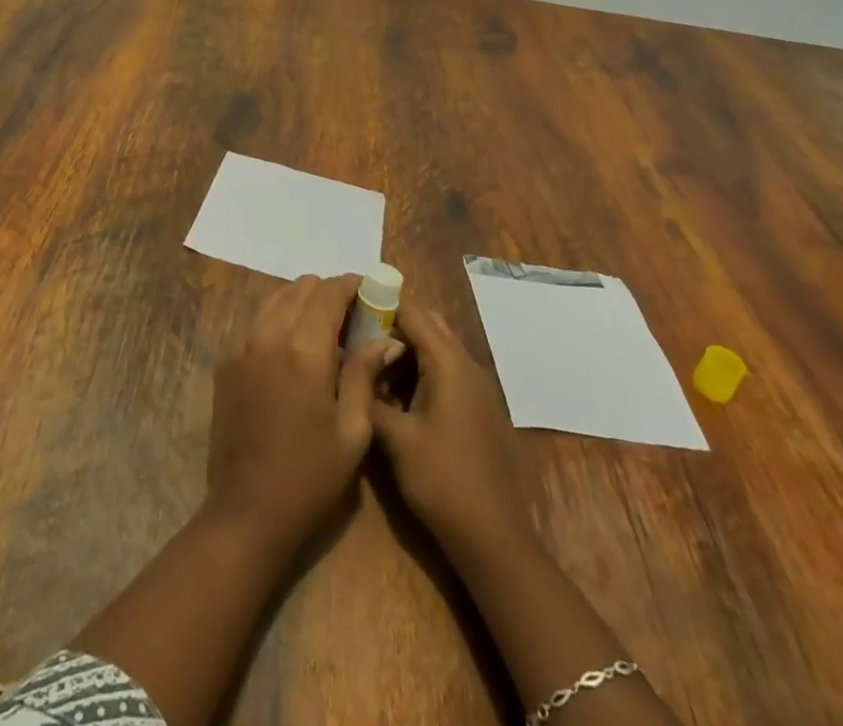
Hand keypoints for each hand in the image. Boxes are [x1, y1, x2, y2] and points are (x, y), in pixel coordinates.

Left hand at [205, 274, 400, 551]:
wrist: (247, 512)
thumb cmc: (311, 476)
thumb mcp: (353, 430)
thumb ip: (365, 373)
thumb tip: (386, 339)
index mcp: (304, 347)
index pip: (330, 290)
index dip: (353, 285)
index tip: (372, 294)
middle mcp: (269, 334)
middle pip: (301, 286)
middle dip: (329, 293)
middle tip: (351, 319)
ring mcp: (242, 345)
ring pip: (276, 299)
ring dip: (303, 303)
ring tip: (324, 333)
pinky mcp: (227, 362)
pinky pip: (257, 322)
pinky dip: (279, 321)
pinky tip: (293, 353)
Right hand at [372, 303, 533, 561]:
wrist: (495, 540)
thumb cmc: (442, 482)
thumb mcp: (394, 439)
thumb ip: (369, 394)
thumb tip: (347, 366)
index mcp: (449, 363)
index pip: (412, 310)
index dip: (379, 302)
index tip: (347, 305)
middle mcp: (467, 364)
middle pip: (427, 323)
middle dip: (391, 322)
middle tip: (354, 333)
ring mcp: (476, 387)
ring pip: (436, 348)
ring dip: (404, 348)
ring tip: (367, 361)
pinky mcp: (478, 408)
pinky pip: (445, 371)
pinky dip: (419, 370)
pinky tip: (394, 394)